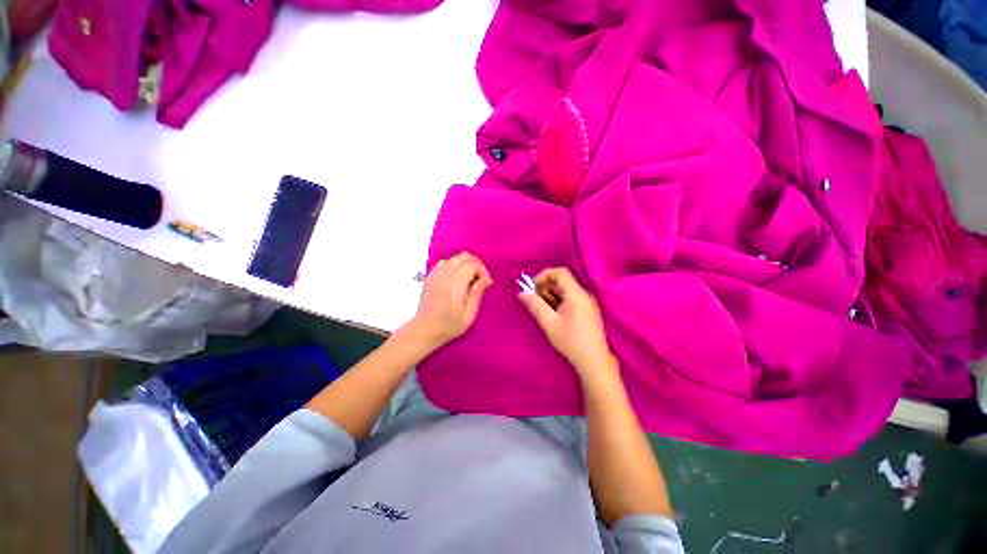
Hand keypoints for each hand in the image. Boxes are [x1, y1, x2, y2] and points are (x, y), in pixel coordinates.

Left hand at [406, 252, 492, 349]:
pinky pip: (444, 262)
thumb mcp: (469, 314)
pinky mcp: (430, 276)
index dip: (482, 270)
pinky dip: (454, 265)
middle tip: (480, 278)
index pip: (472, 265)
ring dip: (465, 264)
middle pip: (463, 257)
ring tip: (469, 278)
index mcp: (454, 284)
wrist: (425, 330)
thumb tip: (487, 279)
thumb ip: (477, 293)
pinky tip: (457, 278)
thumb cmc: (449, 325)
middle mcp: (444, 275)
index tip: (485, 282)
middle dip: (475, 264)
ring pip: (454, 258)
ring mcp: (435, 274)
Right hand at [518, 267, 614, 375]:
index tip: (532, 287)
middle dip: (545, 286)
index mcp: (576, 294)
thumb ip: (535, 305)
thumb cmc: (571, 341)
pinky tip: (552, 313)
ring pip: (565, 290)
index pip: (560, 272)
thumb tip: (522, 293)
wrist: (593, 361)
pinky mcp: (587, 310)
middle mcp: (584, 294)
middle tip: (533, 298)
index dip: (544, 275)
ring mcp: (587, 302)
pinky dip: (558, 300)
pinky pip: (570, 298)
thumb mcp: (549, 323)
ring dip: (550, 294)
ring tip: (541, 307)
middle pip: (562, 280)